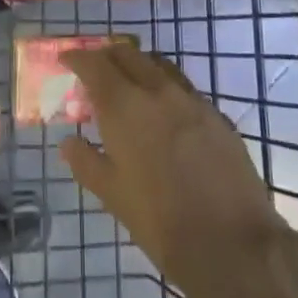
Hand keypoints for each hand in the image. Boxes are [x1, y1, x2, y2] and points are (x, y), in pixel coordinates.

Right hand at [60, 43, 290, 297]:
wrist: (232, 243)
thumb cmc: (160, 221)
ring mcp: (192, 100)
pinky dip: (164, 88)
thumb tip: (68, 142)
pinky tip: (163, 114)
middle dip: (107, 56)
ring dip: (138, 66)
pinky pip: (183, 88)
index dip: (77, 57)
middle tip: (95, 71)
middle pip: (128, 54)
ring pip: (159, 66)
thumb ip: (86, 162)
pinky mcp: (216, 115)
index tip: (66, 59)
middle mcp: (158, 91)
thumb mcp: (112, 195)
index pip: (95, 64)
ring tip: (128, 86)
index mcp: (125, 107)